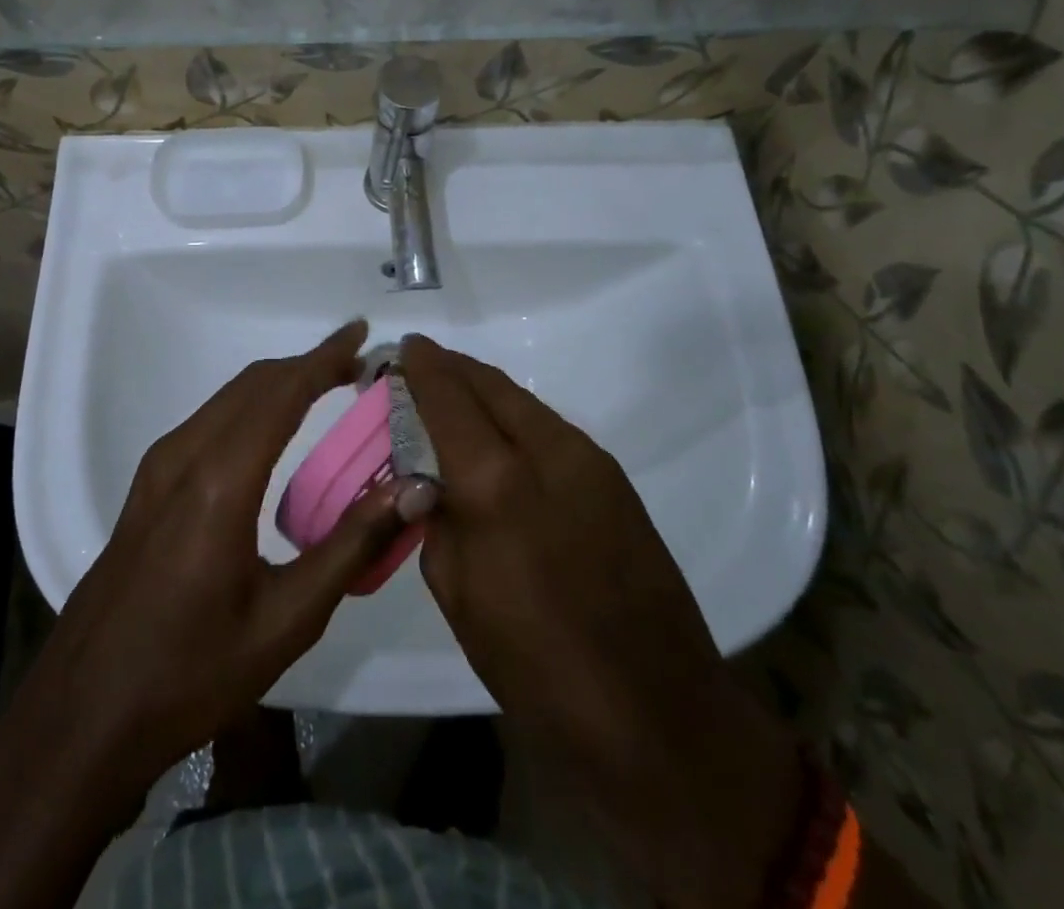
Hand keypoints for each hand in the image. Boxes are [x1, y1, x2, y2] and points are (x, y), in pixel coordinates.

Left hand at [21, 320, 428, 783]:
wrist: (85, 714)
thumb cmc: (192, 673)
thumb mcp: (286, 620)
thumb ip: (351, 546)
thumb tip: (411, 491)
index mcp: (220, 481)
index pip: (281, 393)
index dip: (323, 358)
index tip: (361, 334)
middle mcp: (184, 456)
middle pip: (252, 385)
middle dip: (306, 365)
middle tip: (357, 366)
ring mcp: (158, 468)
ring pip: (227, 399)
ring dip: (277, 384)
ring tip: (326, 388)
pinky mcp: (148, 485)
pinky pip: (209, 422)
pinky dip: (250, 407)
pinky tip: (274, 431)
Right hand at [402, 336, 803, 908]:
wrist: (660, 717)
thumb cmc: (539, 669)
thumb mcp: (460, 598)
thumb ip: (437, 523)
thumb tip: (429, 485)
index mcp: (496, 483)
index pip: (448, 398)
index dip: (422, 367)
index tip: (403, 347)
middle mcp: (547, 452)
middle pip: (490, 385)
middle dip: (452, 368)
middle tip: (421, 364)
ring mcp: (590, 462)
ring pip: (524, 402)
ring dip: (485, 391)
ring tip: (455, 395)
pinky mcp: (616, 482)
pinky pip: (550, 429)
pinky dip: (516, 418)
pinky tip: (500, 438)